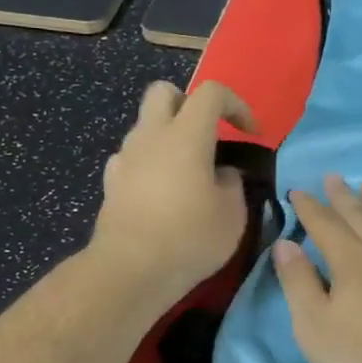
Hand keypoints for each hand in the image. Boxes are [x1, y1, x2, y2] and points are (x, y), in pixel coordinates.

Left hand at [88, 79, 257, 304]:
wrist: (130, 270)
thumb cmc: (189, 238)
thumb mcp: (232, 215)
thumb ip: (232, 184)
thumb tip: (223, 174)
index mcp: (185, 136)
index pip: (210, 92)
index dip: (236, 104)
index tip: (250, 134)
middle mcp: (150, 136)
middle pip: (164, 92)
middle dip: (188, 104)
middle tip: (207, 135)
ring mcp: (125, 158)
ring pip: (146, 126)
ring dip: (168, 136)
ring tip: (187, 172)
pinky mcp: (111, 183)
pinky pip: (132, 157)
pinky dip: (150, 164)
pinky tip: (161, 193)